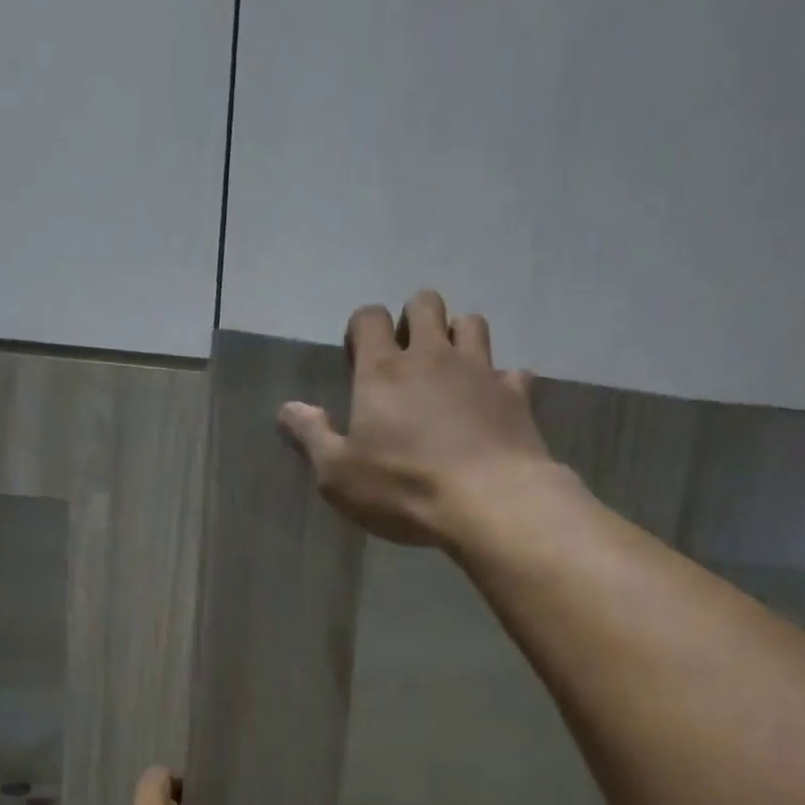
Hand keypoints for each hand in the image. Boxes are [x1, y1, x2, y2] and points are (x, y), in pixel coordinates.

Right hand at [278, 290, 555, 548]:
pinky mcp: (516, 395)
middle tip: (407, 358)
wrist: (488, 501)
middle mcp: (433, 356)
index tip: (358, 357)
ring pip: (472, 323)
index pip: (369, 318)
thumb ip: (312, 437)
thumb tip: (288, 409)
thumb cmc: (404, 488)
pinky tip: (494, 404)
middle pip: (425, 303)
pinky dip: (502, 382)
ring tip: (451, 371)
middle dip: (414, 319)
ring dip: (458, 337)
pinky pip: (513, 372)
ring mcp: (480, 370)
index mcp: (384, 371)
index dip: (361, 329)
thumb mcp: (339, 475)